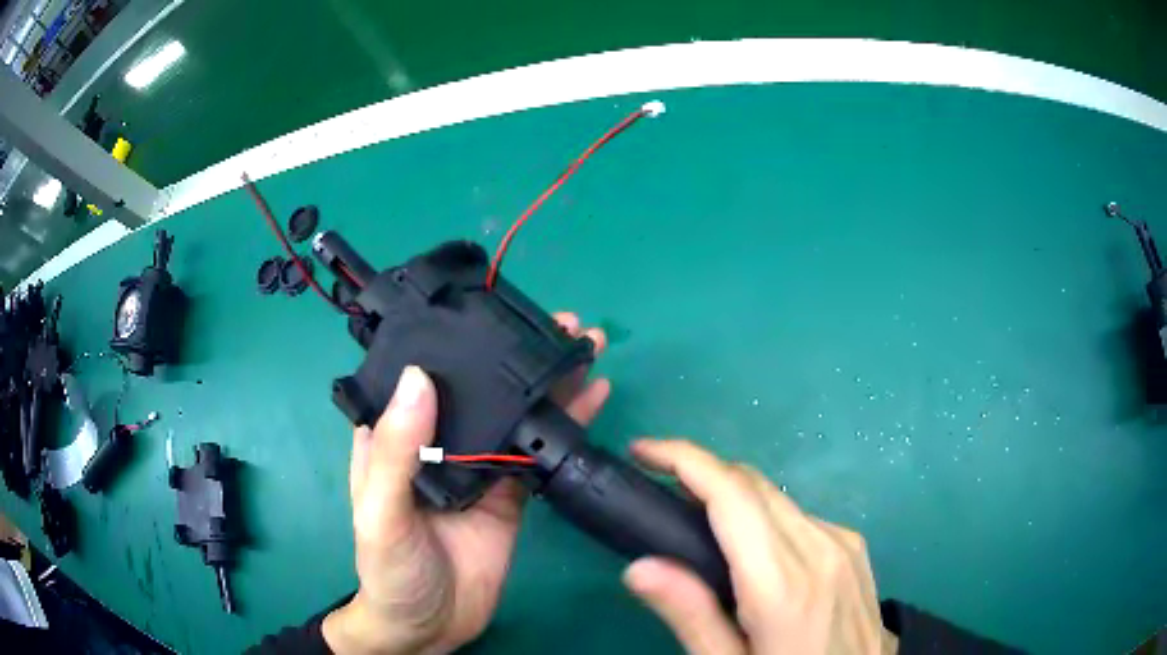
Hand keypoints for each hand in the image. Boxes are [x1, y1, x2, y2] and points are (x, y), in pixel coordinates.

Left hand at [323, 313, 608, 653]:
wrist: (429, 627)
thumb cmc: (390, 570)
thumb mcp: (380, 513)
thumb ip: (396, 452)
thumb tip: (419, 377)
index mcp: (397, 437)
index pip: (421, 376)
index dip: (455, 341)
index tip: (496, 311)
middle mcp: (439, 443)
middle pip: (479, 388)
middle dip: (517, 355)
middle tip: (561, 323)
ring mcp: (479, 467)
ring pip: (515, 414)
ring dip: (549, 383)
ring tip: (585, 348)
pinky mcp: (511, 494)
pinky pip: (538, 453)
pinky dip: (564, 426)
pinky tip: (590, 400)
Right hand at [623, 440, 897, 654]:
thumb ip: (691, 615)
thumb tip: (639, 566)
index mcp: (782, 583)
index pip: (732, 496)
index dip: (685, 460)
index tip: (643, 450)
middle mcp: (817, 547)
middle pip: (752, 484)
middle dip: (701, 472)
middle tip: (658, 485)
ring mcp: (841, 541)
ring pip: (775, 496)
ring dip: (731, 495)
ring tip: (697, 520)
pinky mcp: (853, 544)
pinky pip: (798, 514)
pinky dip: (764, 516)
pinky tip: (752, 549)